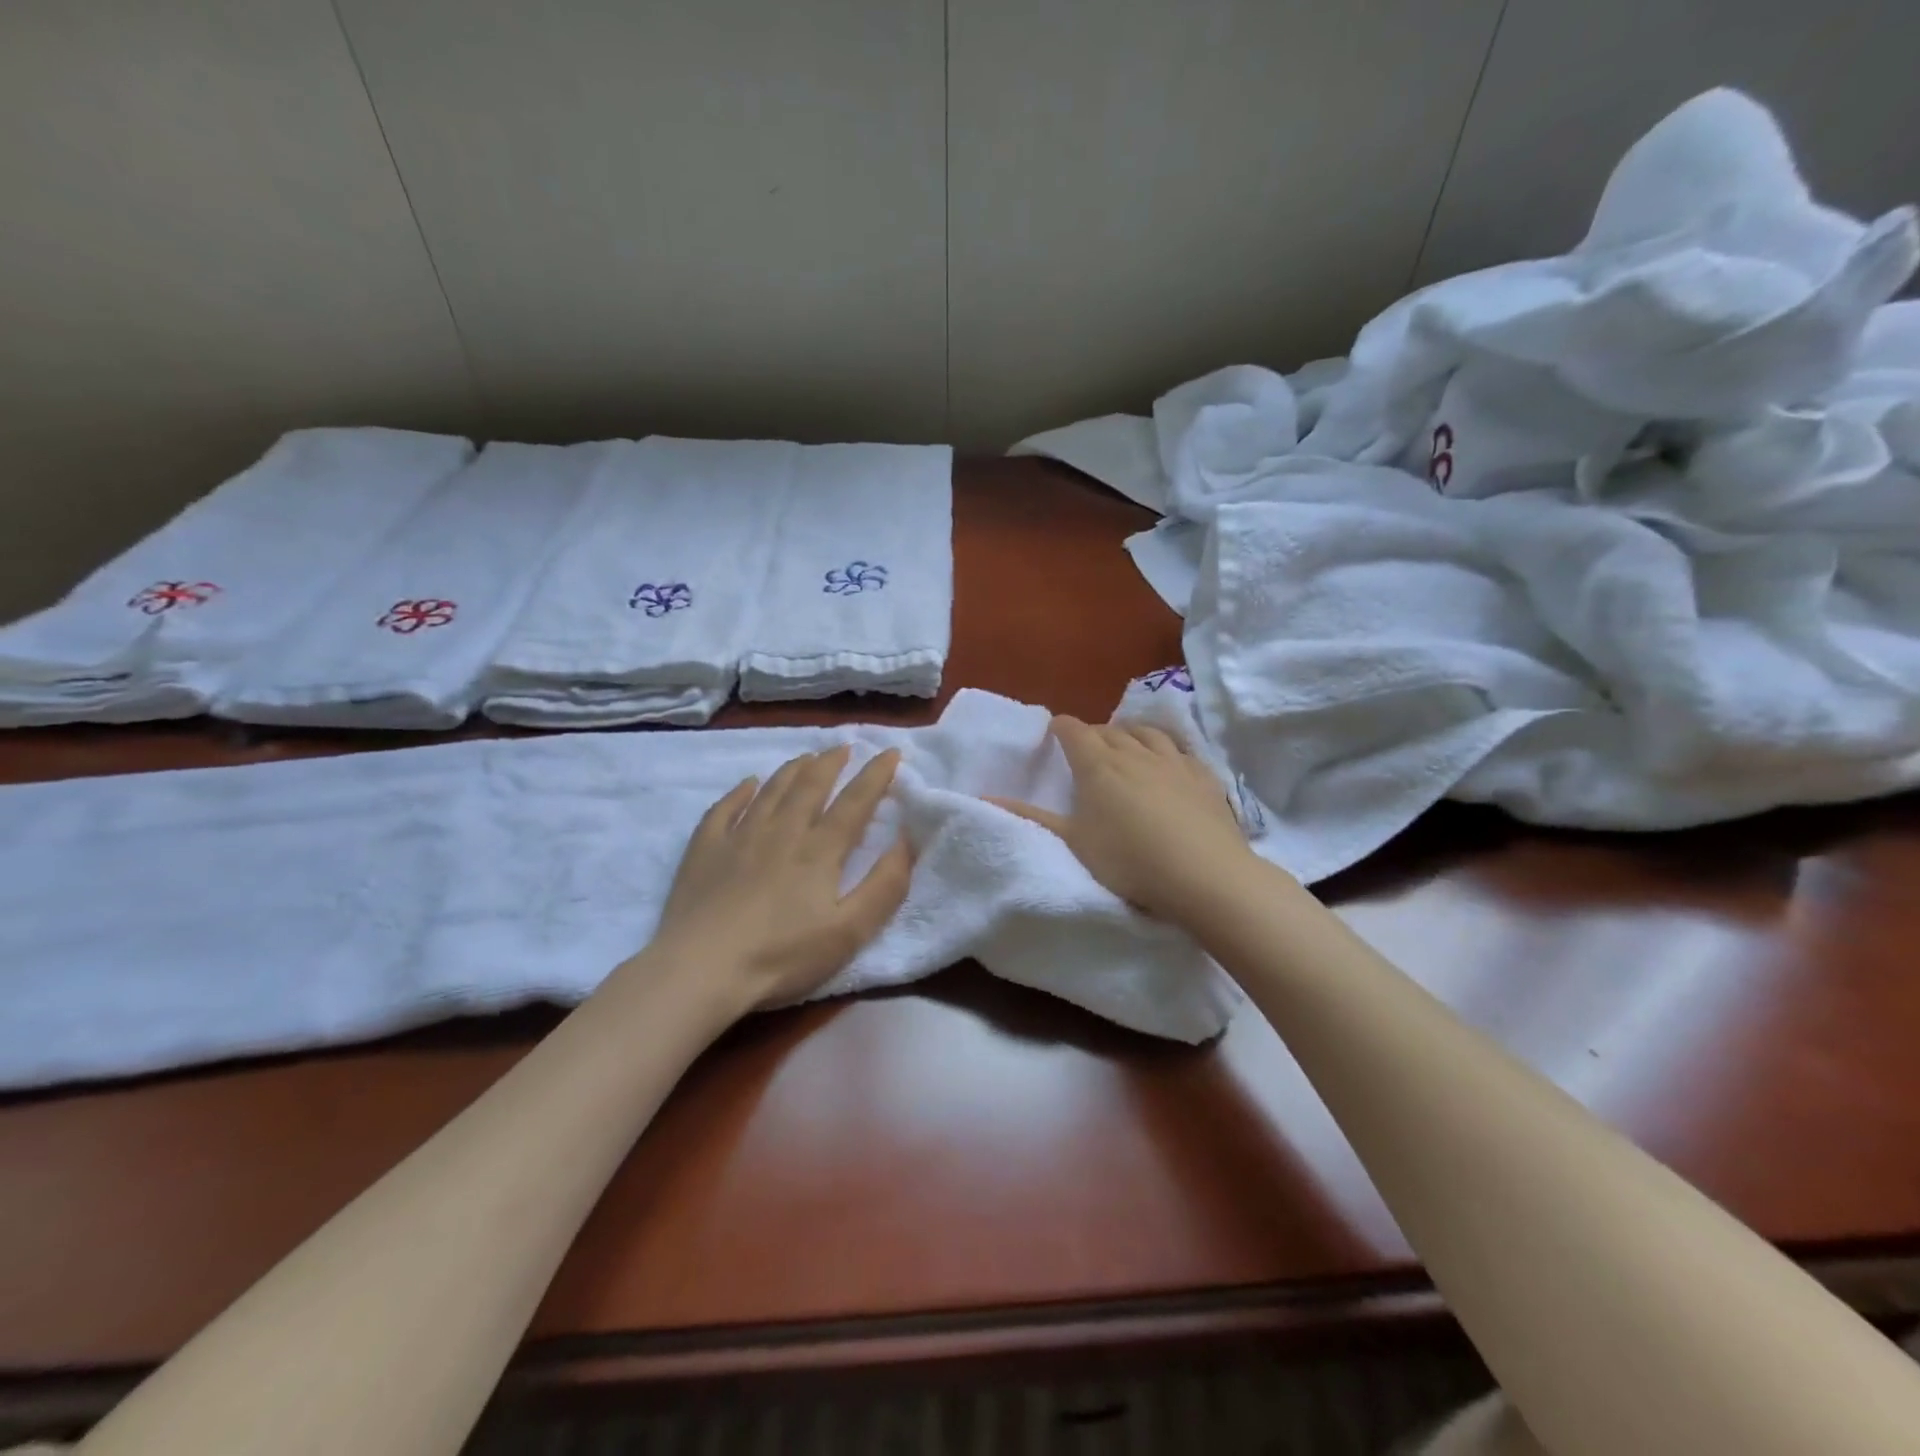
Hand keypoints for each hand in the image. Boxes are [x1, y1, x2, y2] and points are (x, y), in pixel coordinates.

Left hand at [648, 746, 912, 1011]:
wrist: (700, 970)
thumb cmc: (782, 956)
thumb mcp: (849, 932)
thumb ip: (884, 886)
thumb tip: (906, 840)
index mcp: (820, 849)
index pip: (855, 801)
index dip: (876, 775)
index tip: (891, 753)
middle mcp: (782, 831)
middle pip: (811, 785)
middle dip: (832, 762)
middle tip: (844, 747)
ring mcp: (739, 837)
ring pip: (771, 790)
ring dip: (793, 770)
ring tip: (806, 757)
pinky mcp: (705, 850)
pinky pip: (724, 808)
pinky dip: (740, 792)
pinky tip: (747, 784)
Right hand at [990, 716, 1252, 925]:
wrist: (1203, 874)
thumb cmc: (1128, 860)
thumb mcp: (1074, 841)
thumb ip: (1031, 817)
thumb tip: (986, 798)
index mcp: (1097, 765)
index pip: (1074, 731)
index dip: (1061, 728)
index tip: (1055, 732)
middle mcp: (1134, 752)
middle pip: (1109, 730)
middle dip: (1094, 734)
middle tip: (1087, 749)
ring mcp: (1173, 760)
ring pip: (1147, 733)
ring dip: (1131, 733)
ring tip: (1126, 744)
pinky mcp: (1204, 775)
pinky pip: (1181, 749)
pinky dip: (1167, 748)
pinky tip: (1169, 761)